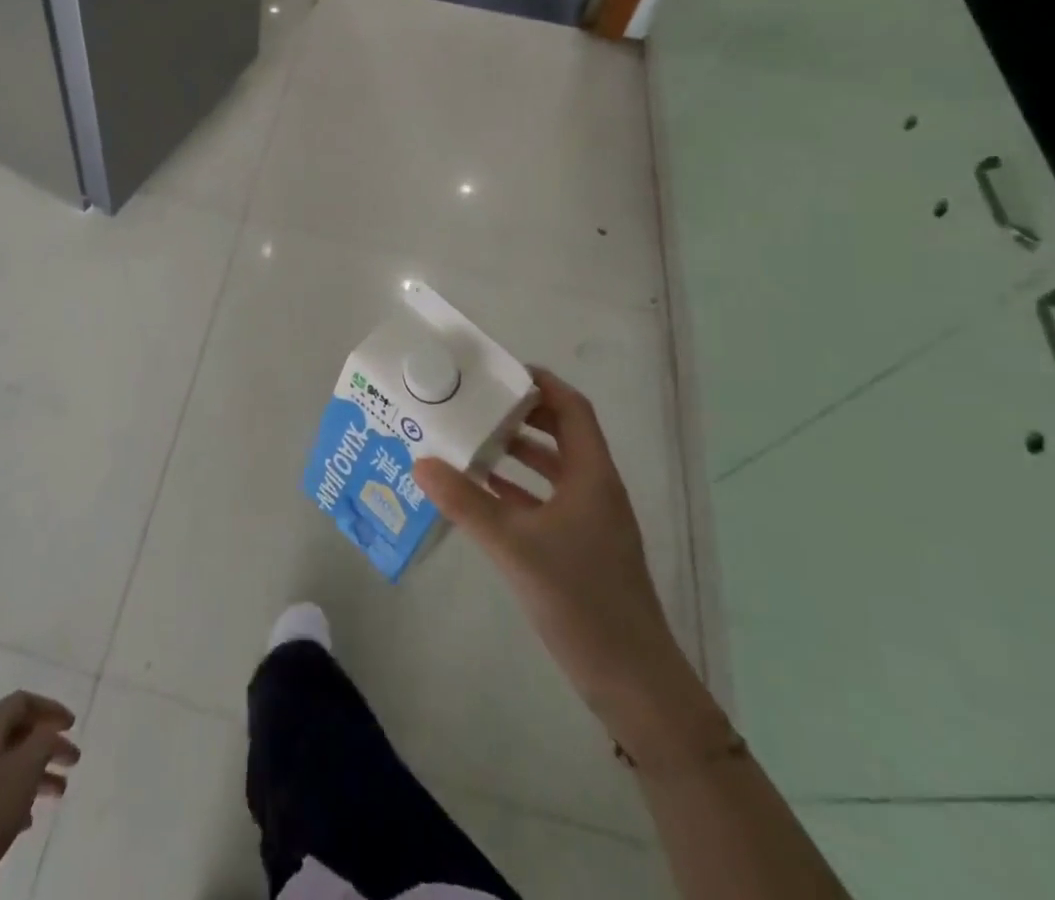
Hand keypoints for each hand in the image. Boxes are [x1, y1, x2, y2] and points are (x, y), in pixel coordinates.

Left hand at [0, 691, 79, 873]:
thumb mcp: (27, 765)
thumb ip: (45, 741)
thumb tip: (48, 733)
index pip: (23, 701)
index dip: (51, 709)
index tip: (72, 726)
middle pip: (16, 733)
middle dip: (48, 746)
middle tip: (72, 761)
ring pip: (6, 763)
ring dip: (35, 773)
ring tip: (59, 793)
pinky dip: (14, 794)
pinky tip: (28, 817)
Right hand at [413, 367, 697, 729]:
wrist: (633, 683)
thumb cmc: (581, 600)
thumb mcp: (515, 546)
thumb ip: (466, 503)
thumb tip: (420, 462)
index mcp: (591, 475)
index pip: (571, 409)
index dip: (540, 384)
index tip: (498, 371)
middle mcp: (595, 490)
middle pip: (561, 434)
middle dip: (521, 415)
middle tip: (476, 403)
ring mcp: (591, 522)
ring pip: (553, 470)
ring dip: (517, 453)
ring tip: (471, 441)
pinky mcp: (582, 550)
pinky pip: (547, 502)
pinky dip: (518, 490)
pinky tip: (483, 494)